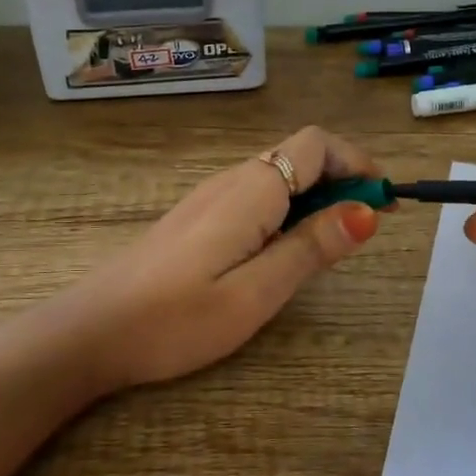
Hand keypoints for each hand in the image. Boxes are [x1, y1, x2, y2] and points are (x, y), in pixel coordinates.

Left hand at [66, 126, 383, 389]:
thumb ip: (311, 248)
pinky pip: (254, 197)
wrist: (91, 332)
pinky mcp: (195, 218)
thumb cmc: (176, 319)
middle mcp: (230, 181)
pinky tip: (279, 254)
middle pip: (297, 156)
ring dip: (313, 197)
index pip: (315, 144)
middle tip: (363, 232)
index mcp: (251, 190)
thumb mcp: (256, 293)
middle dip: (340, 181)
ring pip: (275, 177)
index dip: (357, 162)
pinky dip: (284, 211)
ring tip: (328, 247)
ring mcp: (207, 197)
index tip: (384, 201)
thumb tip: (367, 212)